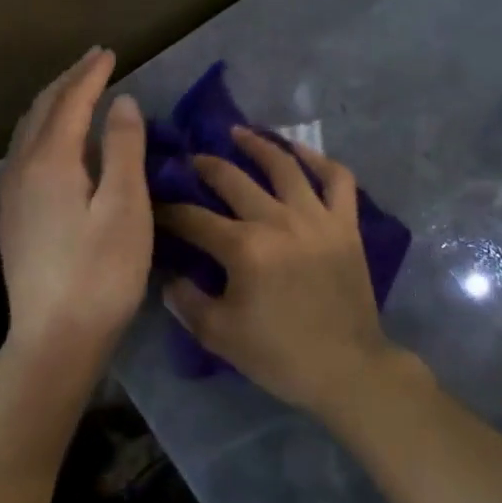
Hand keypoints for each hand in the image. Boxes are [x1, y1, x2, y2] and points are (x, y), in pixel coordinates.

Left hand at [0, 47, 151, 371]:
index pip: (70, 102)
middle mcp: (22, 169)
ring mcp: (12, 195)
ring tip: (74, 90)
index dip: (91, 75)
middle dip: (68, 81)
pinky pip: (23, 151)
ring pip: (27, 130)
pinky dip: (41, 128)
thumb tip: (121, 102)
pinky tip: (52, 141)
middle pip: (42, 110)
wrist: (54, 339)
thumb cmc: (101, 273)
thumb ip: (122, 148)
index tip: (110, 53)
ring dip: (51, 102)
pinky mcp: (12, 217)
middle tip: (94, 61)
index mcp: (50, 162)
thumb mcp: (125, 207)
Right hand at [157, 128, 405, 415]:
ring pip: (284, 166)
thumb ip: (187, 301)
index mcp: (244, 248)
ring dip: (257, 145)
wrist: (347, 369)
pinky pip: (337, 179)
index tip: (154, 204)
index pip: (194, 218)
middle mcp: (278, 220)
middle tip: (190, 160)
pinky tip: (300, 151)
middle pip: (233, 179)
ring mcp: (316, 217)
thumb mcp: (219, 335)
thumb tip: (168, 274)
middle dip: (204, 166)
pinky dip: (320, 160)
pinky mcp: (345, 224)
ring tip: (238, 133)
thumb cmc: (280, 355)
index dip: (168, 210)